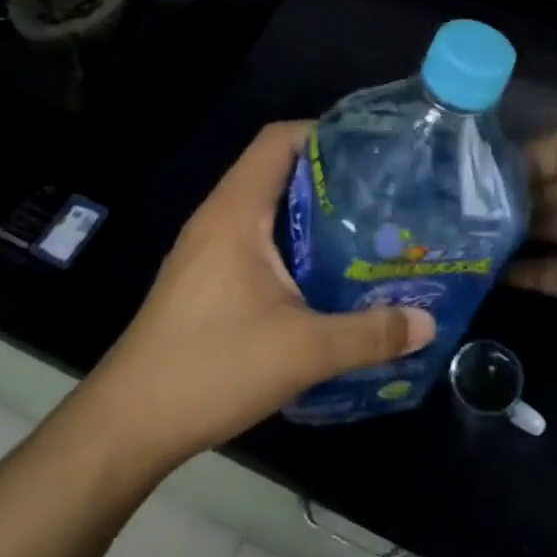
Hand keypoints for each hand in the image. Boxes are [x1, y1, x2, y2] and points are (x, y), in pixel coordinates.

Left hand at [86, 121, 435, 467]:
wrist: (128, 424)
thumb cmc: (212, 368)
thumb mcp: (303, 351)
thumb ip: (370, 334)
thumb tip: (428, 323)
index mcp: (236, 212)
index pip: (278, 140)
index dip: (324, 132)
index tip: (372, 147)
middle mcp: (219, 218)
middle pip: (276, 169)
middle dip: (330, 173)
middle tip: (383, 191)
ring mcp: (208, 249)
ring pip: (267, 207)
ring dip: (312, 211)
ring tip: (366, 227)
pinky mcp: (206, 278)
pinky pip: (256, 238)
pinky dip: (293, 241)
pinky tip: (326, 273)